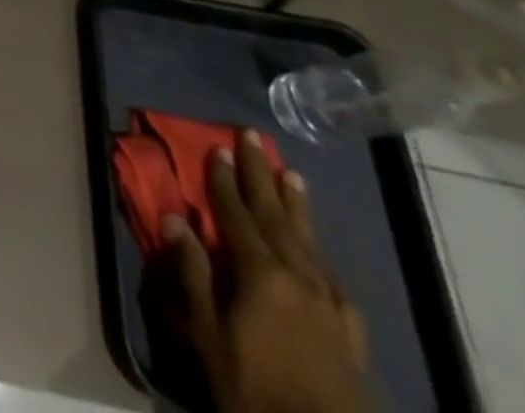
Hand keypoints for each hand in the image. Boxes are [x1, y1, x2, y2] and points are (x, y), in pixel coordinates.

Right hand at [156, 133, 368, 412]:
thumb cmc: (251, 387)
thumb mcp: (206, 333)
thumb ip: (191, 272)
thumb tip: (174, 217)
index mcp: (261, 273)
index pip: (236, 213)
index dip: (223, 179)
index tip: (217, 146)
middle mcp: (298, 278)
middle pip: (275, 216)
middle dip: (261, 174)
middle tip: (253, 138)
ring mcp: (330, 306)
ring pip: (308, 241)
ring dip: (295, 205)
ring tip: (291, 174)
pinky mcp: (350, 335)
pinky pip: (333, 281)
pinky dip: (320, 257)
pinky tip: (318, 255)